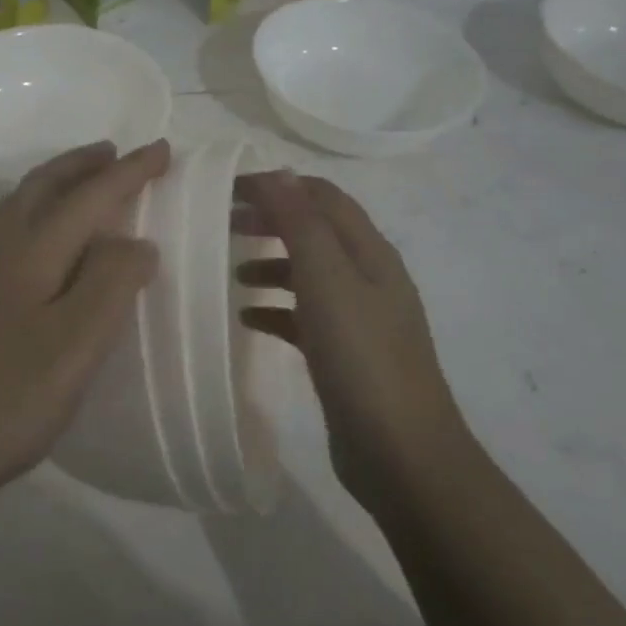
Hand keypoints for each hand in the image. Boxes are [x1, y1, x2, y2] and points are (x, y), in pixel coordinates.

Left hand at [0, 140, 168, 501]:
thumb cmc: (13, 396)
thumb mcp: (78, 342)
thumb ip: (112, 282)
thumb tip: (135, 242)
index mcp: (30, 251)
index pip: (89, 197)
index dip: (129, 172)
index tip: (163, 149)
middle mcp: (0, 250)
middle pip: (42, 187)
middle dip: (82, 164)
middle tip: (115, 152)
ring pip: (18, 205)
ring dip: (54, 183)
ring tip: (82, 181)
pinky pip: (7, 230)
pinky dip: (34, 211)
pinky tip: (41, 239)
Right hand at [235, 171, 465, 507]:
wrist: (401, 453)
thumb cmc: (362, 358)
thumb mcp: (328, 280)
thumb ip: (302, 225)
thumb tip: (279, 173)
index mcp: (370, 253)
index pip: (323, 198)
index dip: (279, 185)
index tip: (229, 188)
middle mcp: (368, 278)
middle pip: (316, 232)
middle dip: (272, 220)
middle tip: (225, 223)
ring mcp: (359, 319)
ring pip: (309, 275)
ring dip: (272, 265)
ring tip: (232, 272)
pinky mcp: (344, 355)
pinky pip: (305, 318)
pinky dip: (276, 309)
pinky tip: (248, 319)